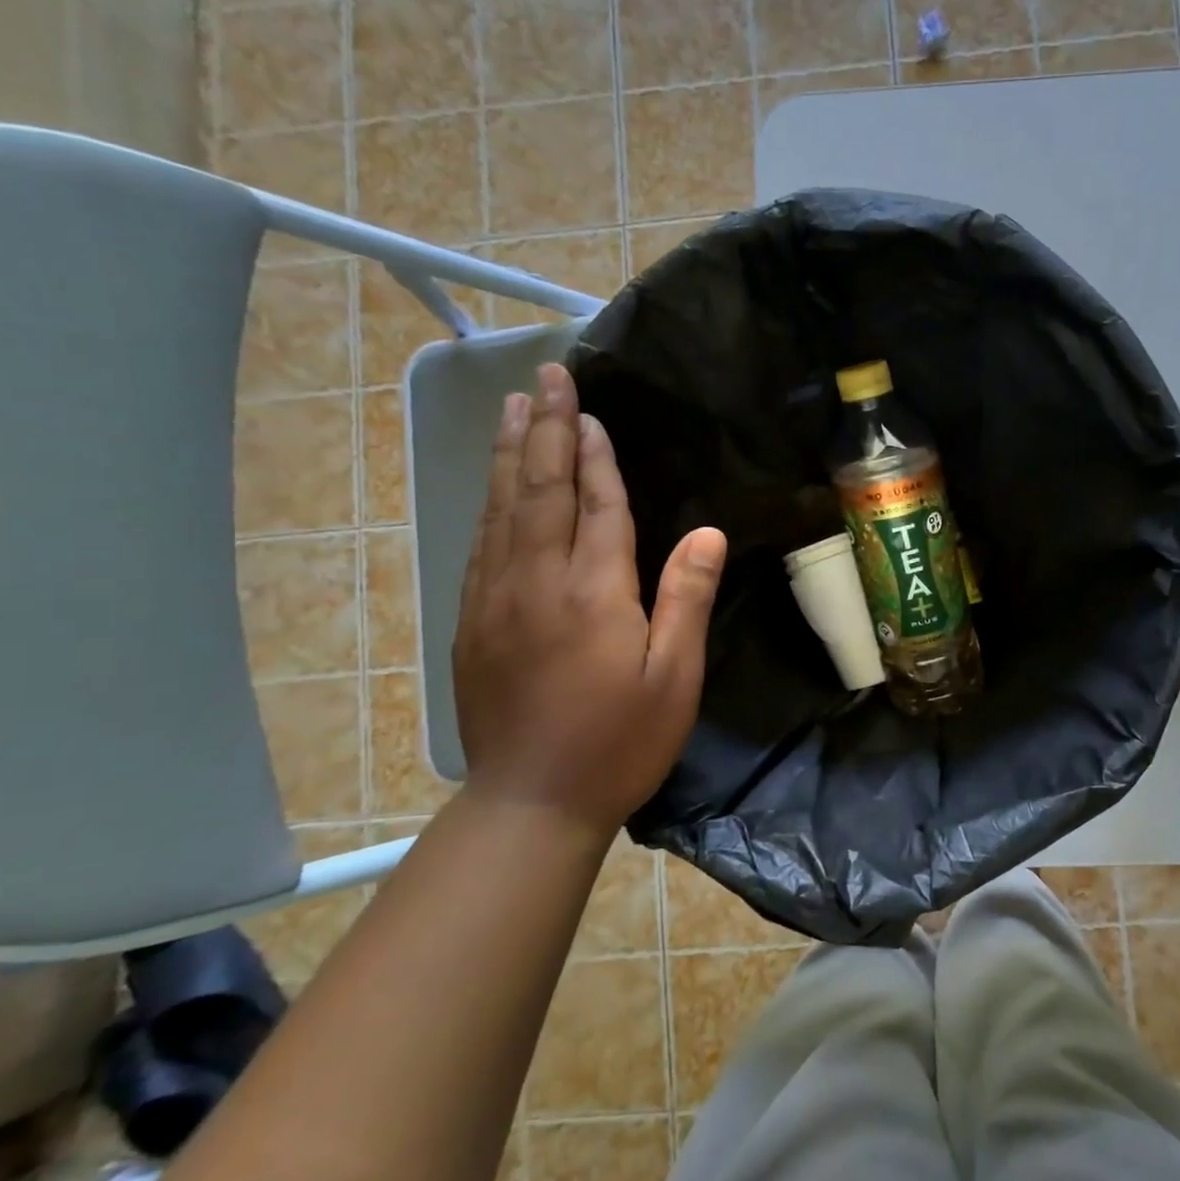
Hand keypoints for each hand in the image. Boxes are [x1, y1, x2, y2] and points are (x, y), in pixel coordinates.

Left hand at [453, 363, 725, 836]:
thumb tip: (707, 531)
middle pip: (538, 491)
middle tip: (545, 378)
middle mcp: (535, 582)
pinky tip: (495, 485)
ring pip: (500, 509)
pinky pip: (482, 544)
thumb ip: (686, 598)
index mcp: (592, 593)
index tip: (589, 411)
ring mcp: (494, 600)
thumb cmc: (619, 741)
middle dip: (543, 430)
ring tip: (513, 407)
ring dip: (508, 454)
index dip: (595, 457)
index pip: (596, 507)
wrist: (531, 802)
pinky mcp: (473, 623)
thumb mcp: (674, 678)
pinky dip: (491, 502)